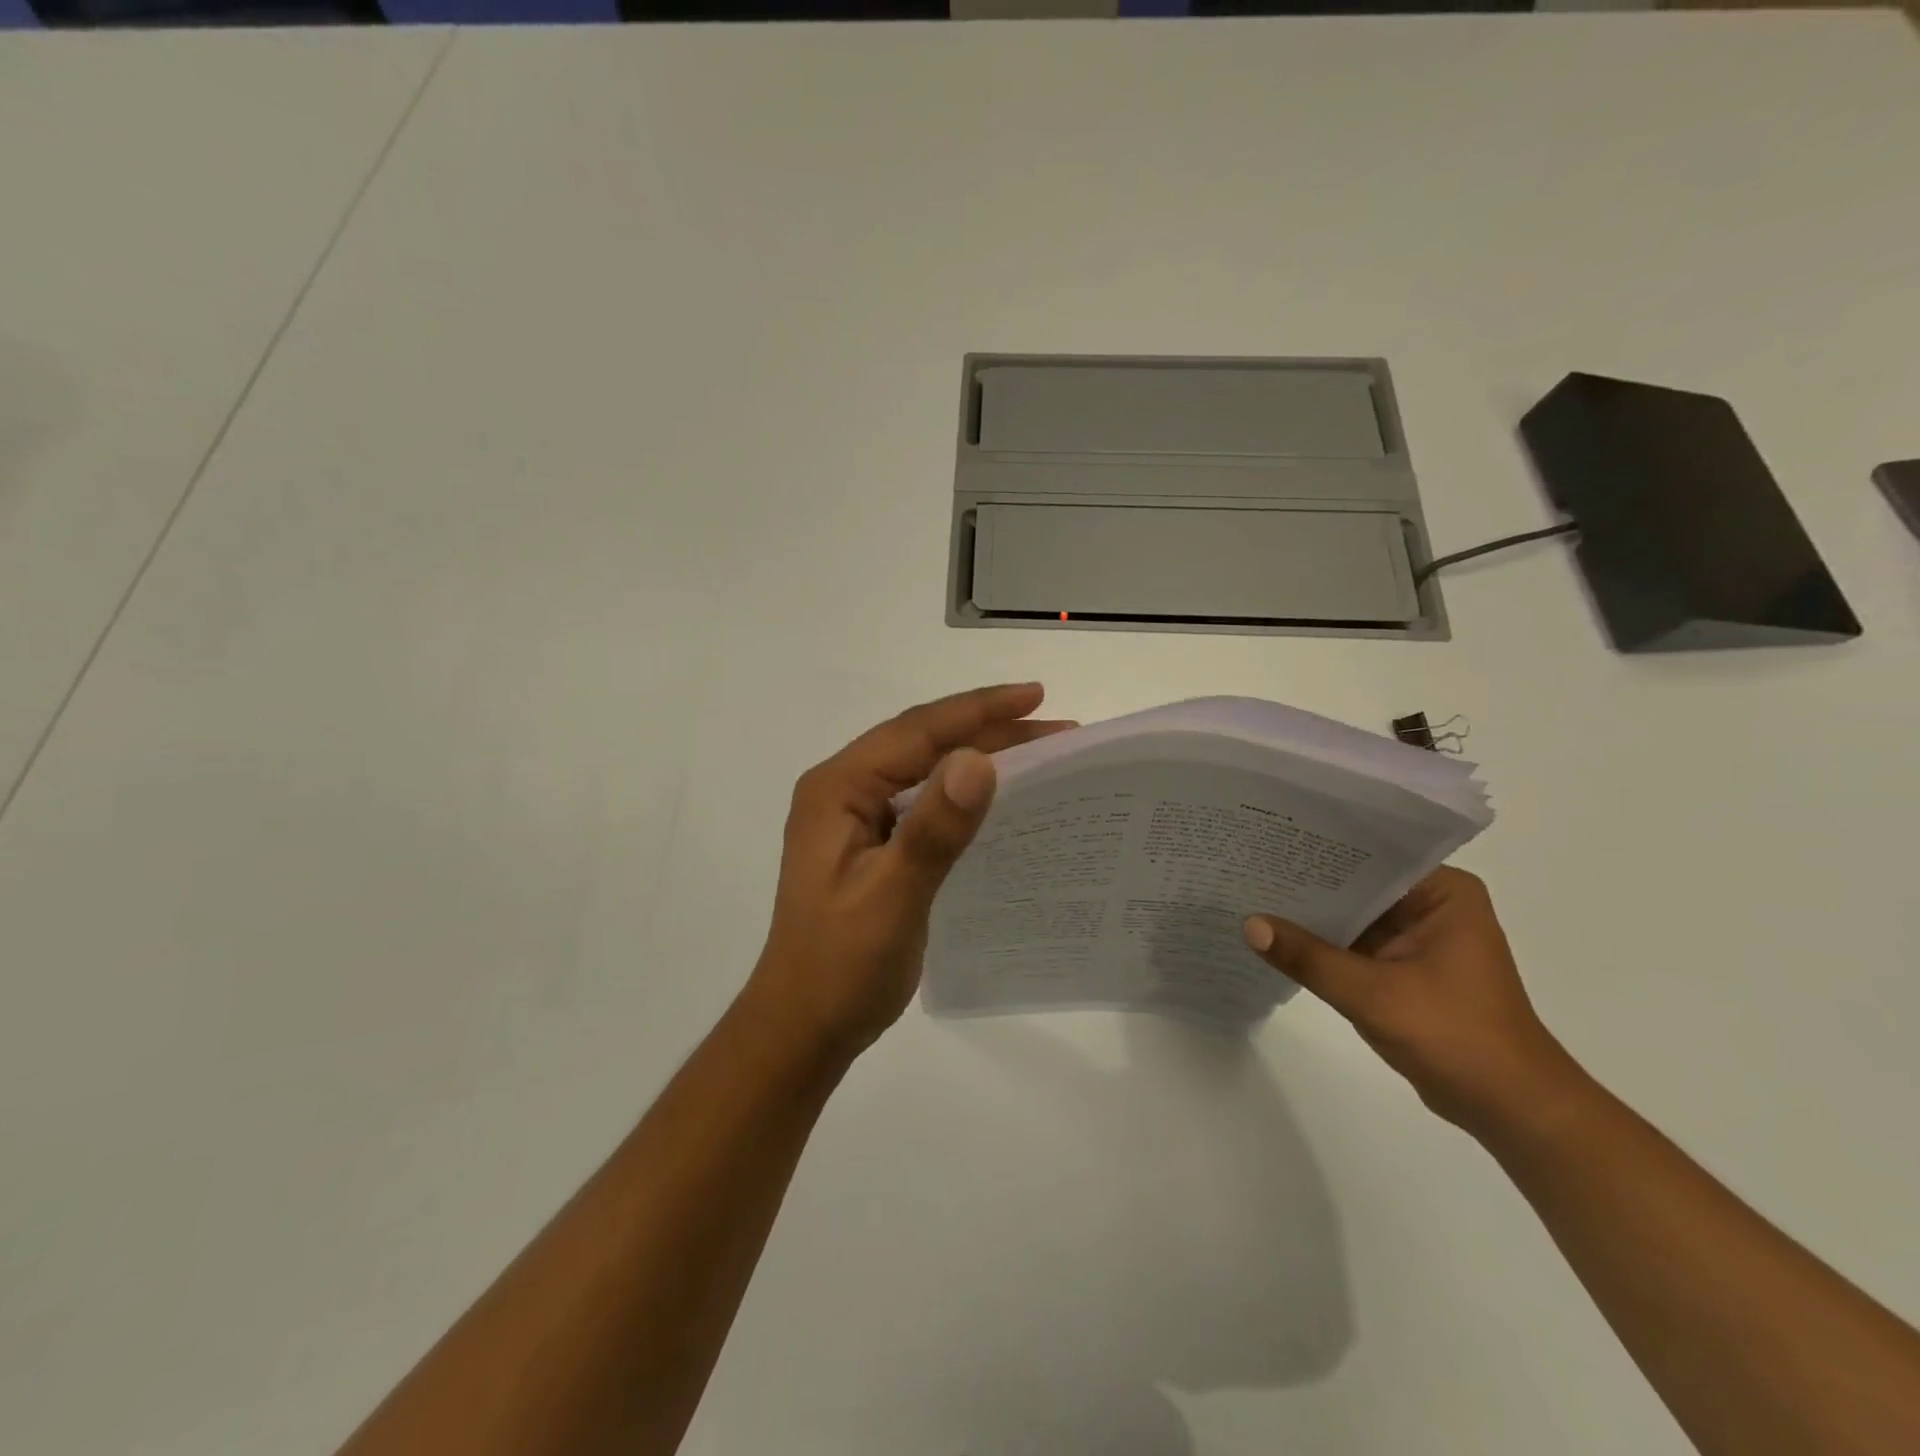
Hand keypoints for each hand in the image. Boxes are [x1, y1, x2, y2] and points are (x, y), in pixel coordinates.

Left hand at [742, 684, 1074, 1063]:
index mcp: (838, 788)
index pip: (916, 731)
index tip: (1036, 695)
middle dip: (987, 729)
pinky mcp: (871, 843)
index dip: (979, 710)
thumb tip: (980, 761)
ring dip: (979, 756)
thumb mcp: (891, 898)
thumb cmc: (841, 967)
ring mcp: (855, 817)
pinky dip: (962, 792)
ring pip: (925, 769)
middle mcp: (843, 791)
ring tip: (1040, 751)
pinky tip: (996, 798)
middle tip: (1056, 726)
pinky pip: (924, 801)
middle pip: (922, 742)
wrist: (803, 1026)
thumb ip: (933, 830)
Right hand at [1244, 868, 1588, 1140]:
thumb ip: (1309, 957)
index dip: (1317, 851)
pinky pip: (1353, 945)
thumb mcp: (1374, 994)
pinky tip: (1275, 939)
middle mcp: (1431, 905)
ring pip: (1352, 916)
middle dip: (1306, 884)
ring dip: (1311, 916)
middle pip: (1356, 885)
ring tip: (1249, 895)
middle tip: (1247, 866)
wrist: (1511, 1111)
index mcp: (1443, 892)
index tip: (1267, 843)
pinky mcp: (1404, 969)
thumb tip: (1248, 924)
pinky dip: (1322, 947)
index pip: (1370, 856)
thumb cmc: (1457, 1038)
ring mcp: (1418, 939)